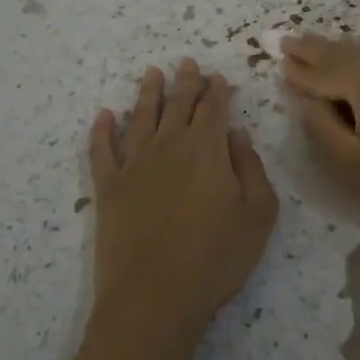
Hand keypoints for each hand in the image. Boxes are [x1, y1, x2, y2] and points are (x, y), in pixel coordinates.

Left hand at [63, 59, 278, 359]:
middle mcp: (169, 144)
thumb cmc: (215, 257)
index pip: (213, 107)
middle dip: (185, 81)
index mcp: (206, 148)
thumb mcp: (258, 214)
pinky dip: (102, 129)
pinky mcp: (108, 186)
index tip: (217, 77)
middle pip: (177, 104)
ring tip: (150, 73)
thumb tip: (236, 135)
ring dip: (147, 93)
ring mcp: (134, 163)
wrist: (155, 296)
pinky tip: (103, 115)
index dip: (216, 90)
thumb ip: (251, 168)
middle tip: (186, 63)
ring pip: (140, 116)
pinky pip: (101, 149)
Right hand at [280, 34, 359, 254]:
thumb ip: (320, 128)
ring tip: (315, 47)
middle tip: (288, 41)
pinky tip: (357, 62)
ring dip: (335, 50)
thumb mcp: (354, 163)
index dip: (296, 68)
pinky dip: (359, 57)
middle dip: (311, 47)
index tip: (277, 58)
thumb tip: (306, 100)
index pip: (317, 70)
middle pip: (338, 51)